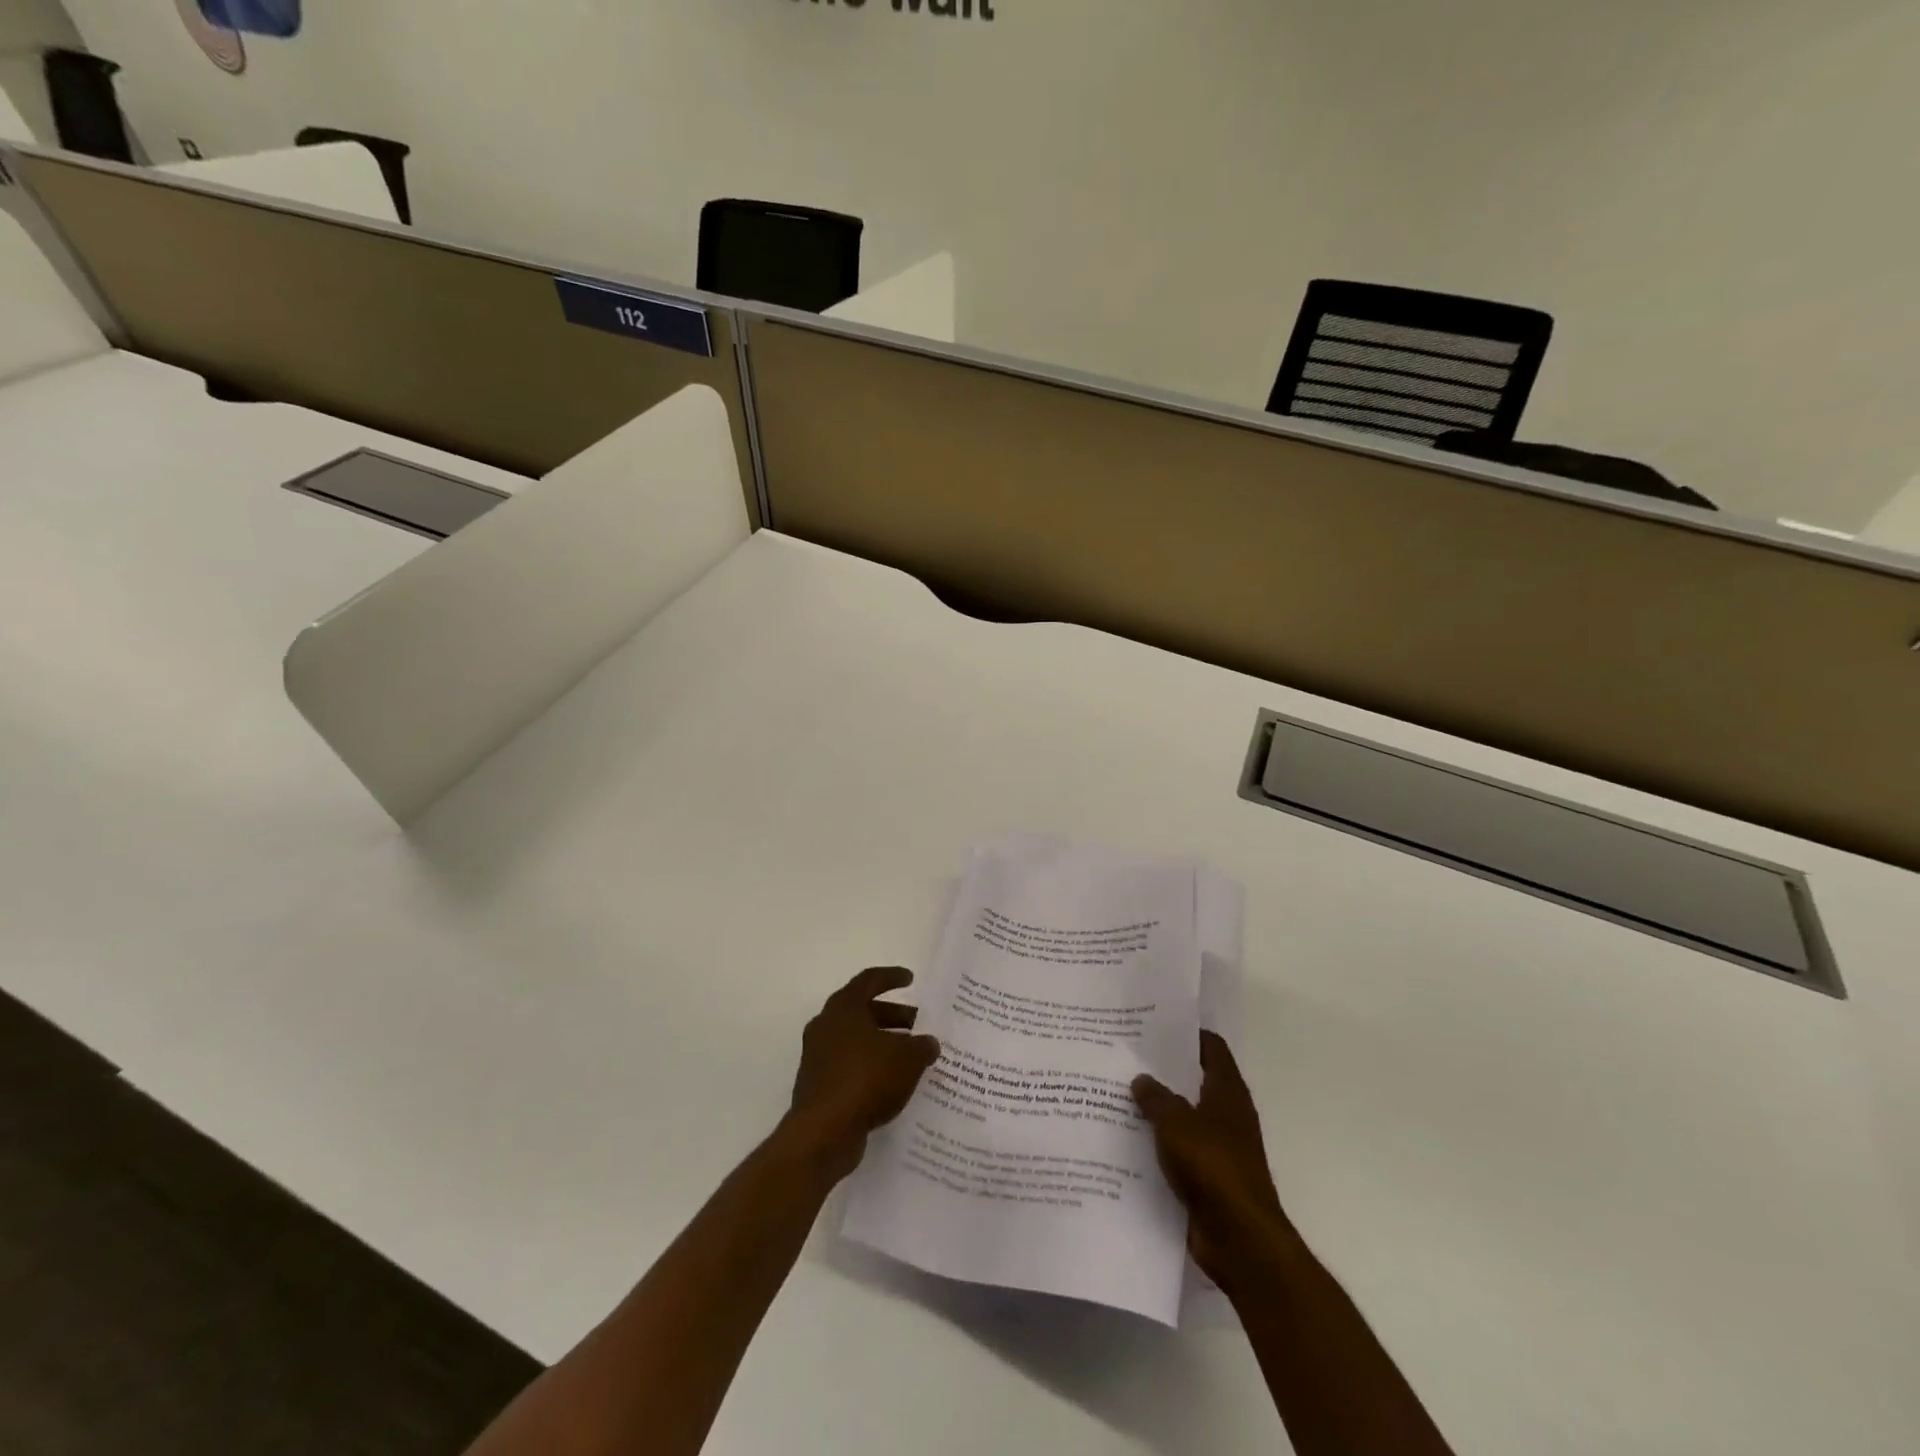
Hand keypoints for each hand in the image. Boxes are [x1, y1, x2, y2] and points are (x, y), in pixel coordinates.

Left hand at [785, 966, 940, 1180]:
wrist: (823, 1132)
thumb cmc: (866, 1079)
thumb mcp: (907, 1058)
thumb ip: (922, 1046)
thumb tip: (928, 1043)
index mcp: (844, 1008)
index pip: (869, 980)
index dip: (892, 977)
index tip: (911, 979)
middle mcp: (826, 1026)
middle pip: (863, 1011)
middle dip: (892, 1015)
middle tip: (918, 1023)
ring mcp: (819, 1056)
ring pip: (857, 1040)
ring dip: (883, 1043)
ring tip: (911, 1055)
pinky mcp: (819, 1085)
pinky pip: (851, 1065)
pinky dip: (872, 1066)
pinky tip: (894, 1082)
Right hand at [1133, 1031, 1285, 1288]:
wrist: (1240, 1240)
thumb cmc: (1213, 1167)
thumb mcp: (1176, 1123)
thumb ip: (1156, 1098)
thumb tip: (1141, 1079)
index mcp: (1227, 1092)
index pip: (1211, 1047)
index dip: (1187, 1033)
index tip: (1153, 1025)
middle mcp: (1226, 1115)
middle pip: (1194, 1081)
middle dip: (1163, 1071)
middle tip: (1125, 1057)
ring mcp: (1219, 1148)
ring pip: (1183, 1117)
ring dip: (1157, 1110)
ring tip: (1117, 1094)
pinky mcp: (1207, 1178)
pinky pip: (1178, 1151)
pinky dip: (1157, 1144)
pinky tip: (1126, 1139)